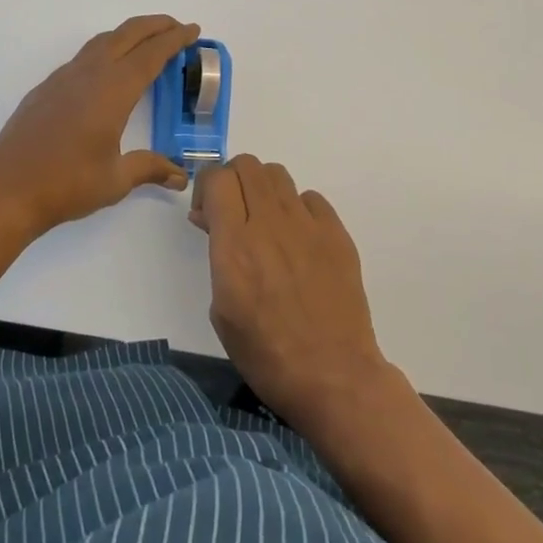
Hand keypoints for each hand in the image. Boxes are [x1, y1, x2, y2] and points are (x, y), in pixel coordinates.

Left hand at [0, 15, 198, 233]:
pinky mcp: (46, 88)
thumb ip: (149, 169)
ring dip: (128, 34)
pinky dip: (105, 50)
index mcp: (113, 91)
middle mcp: (89, 75)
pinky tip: (106, 71)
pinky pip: (83, 57)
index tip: (193, 30)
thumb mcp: (115, 180)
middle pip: (127, 35)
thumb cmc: (66, 184)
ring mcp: (63, 78)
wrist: (6, 189)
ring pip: (102, 41)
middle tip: (177, 27)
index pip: (151, 55)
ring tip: (146, 42)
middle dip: (155, 26)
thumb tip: (180, 176)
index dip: (174, 40)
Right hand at [190, 155, 391, 427]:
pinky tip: (297, 238)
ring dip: (262, 189)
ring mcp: (307, 226)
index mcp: (235, 245)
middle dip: (232, 180)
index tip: (206, 210)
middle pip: (247, 165)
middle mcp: (270, 224)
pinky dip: (296, 208)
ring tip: (263, 221)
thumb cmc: (266, 354)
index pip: (218, 178)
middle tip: (231, 210)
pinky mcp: (337, 234)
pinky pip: (310, 198)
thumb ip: (216, 254)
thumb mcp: (222, 310)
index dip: (206, 185)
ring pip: (277, 175)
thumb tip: (211, 219)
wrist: (334, 377)